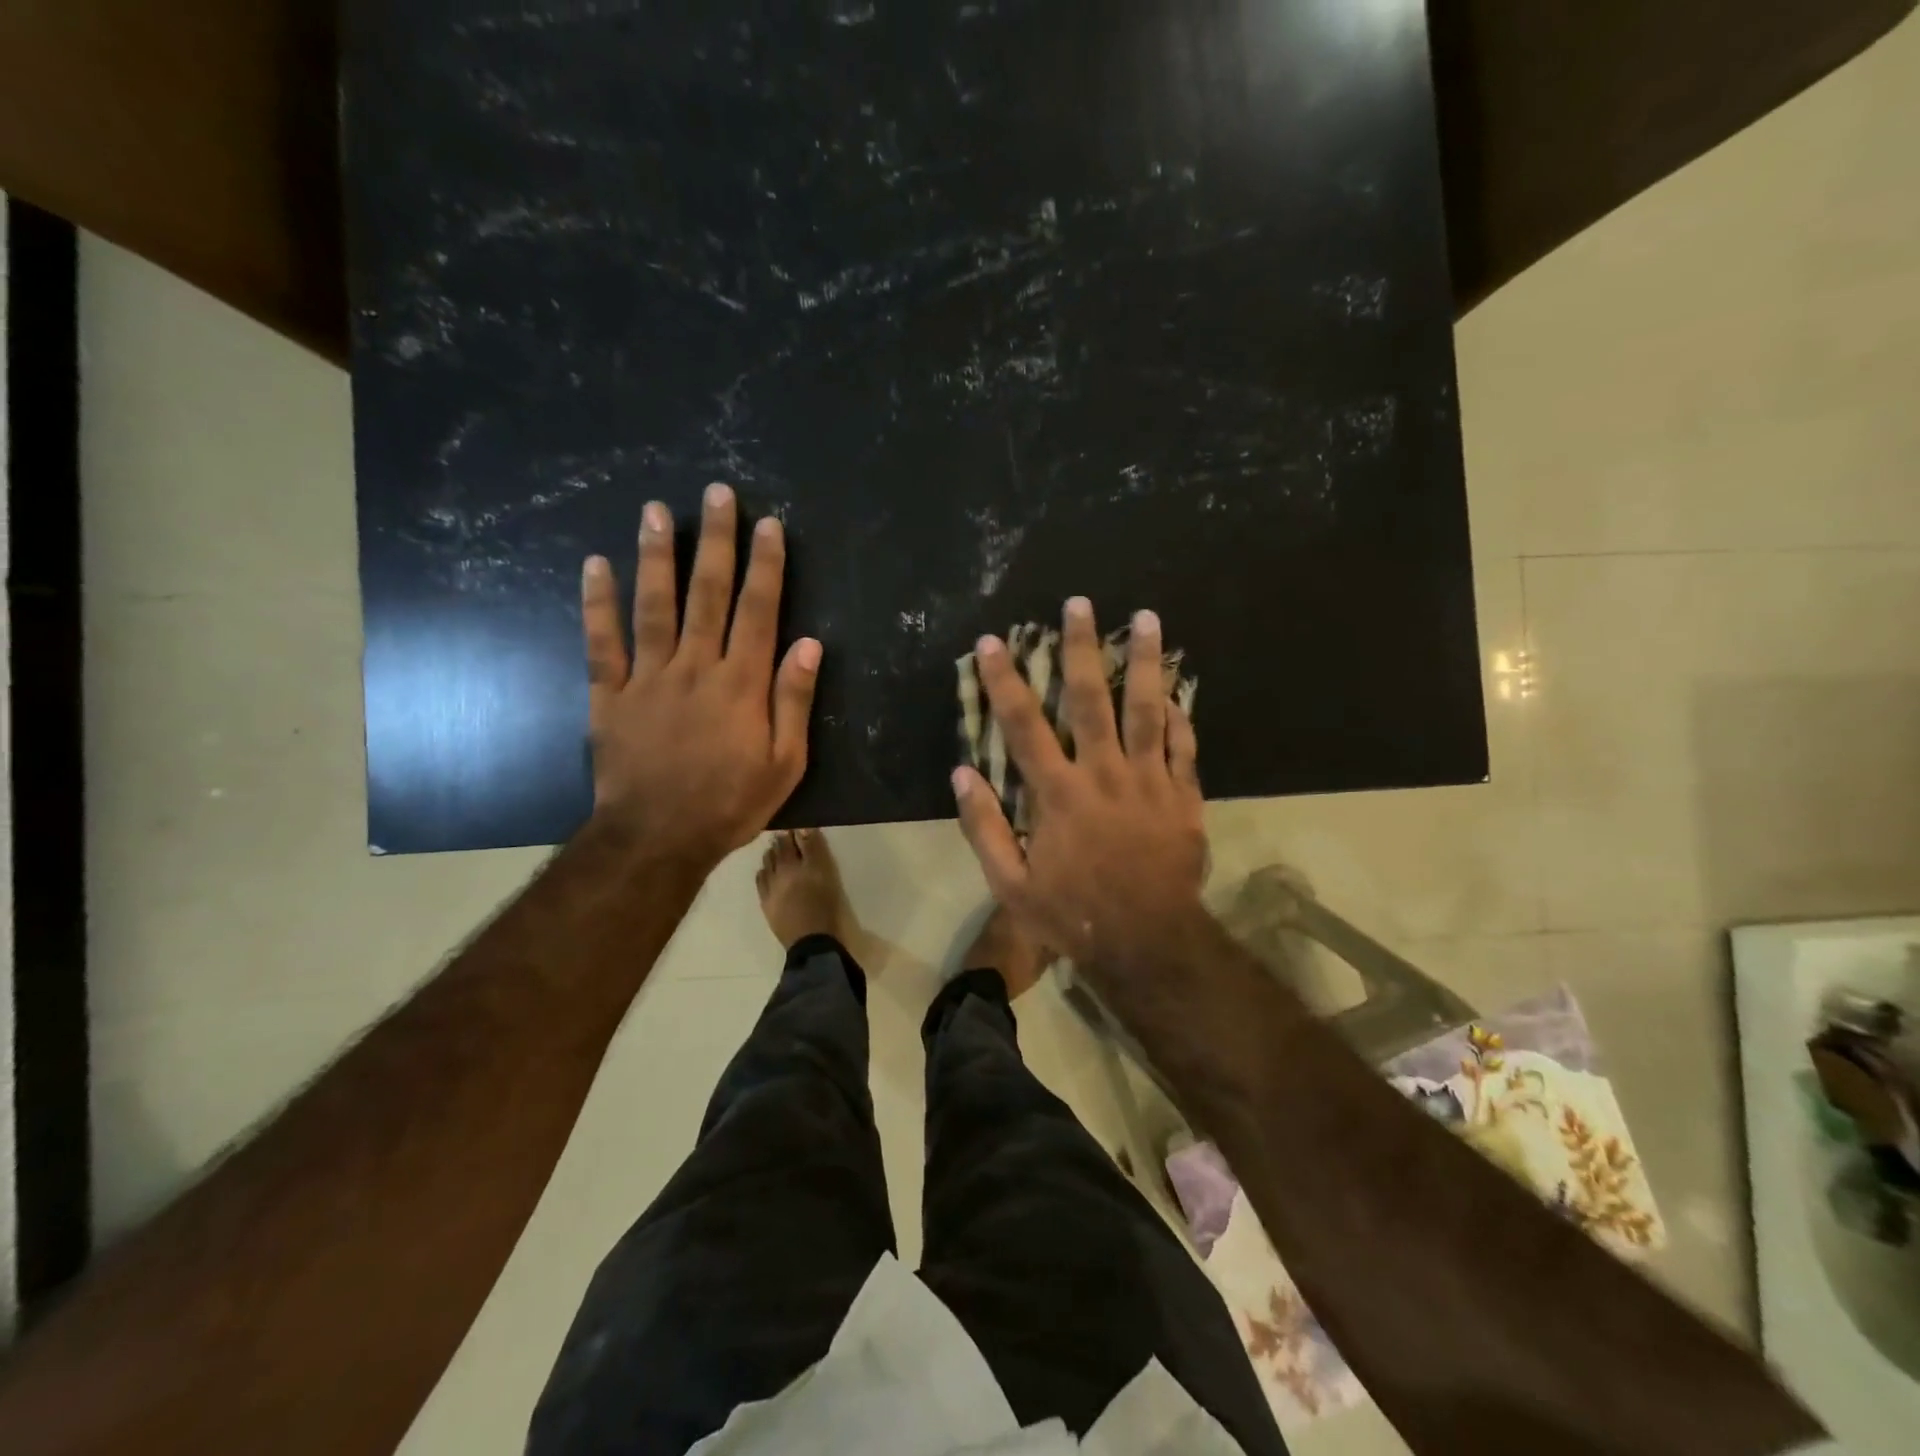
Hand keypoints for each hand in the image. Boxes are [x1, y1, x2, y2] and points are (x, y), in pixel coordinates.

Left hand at [581, 483, 820, 871]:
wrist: (657, 838)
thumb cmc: (730, 803)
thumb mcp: (785, 763)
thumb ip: (794, 701)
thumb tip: (809, 644)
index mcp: (741, 684)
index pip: (758, 611)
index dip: (766, 565)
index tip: (768, 524)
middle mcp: (695, 667)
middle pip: (708, 594)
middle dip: (715, 541)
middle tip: (715, 493)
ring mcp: (647, 677)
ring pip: (653, 605)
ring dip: (656, 555)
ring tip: (656, 510)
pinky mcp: (608, 695)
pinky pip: (601, 642)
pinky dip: (597, 603)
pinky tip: (596, 564)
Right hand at [952, 597, 1206, 978]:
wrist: (1147, 944)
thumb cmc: (1072, 915)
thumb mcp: (1011, 884)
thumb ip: (985, 827)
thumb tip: (963, 774)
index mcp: (1058, 794)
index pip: (1024, 725)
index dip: (1005, 680)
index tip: (994, 642)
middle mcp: (1104, 775)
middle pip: (1091, 699)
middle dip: (1082, 648)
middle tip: (1079, 604)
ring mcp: (1149, 782)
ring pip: (1148, 710)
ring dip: (1144, 662)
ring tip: (1148, 618)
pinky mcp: (1183, 797)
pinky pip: (1183, 747)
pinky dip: (1181, 716)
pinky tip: (1178, 690)